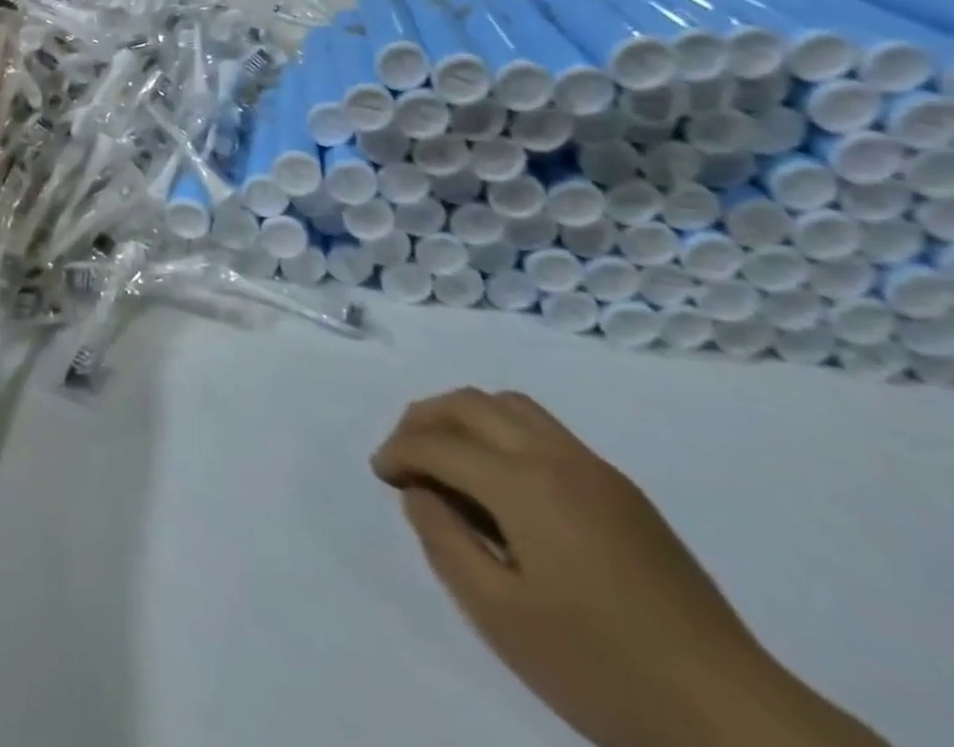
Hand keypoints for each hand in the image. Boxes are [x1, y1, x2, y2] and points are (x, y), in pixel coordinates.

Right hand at [373, 389, 886, 746]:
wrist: (738, 720)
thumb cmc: (603, 668)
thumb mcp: (500, 616)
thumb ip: (445, 541)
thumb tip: (421, 493)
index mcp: (523, 483)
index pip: (438, 443)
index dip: (398, 451)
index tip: (381, 475)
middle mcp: (555, 456)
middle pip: (470, 403)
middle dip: (423, 419)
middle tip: (404, 456)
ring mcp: (595, 469)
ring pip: (509, 405)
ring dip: (464, 418)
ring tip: (448, 458)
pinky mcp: (622, 491)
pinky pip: (543, 430)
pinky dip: (502, 432)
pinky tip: (503, 482)